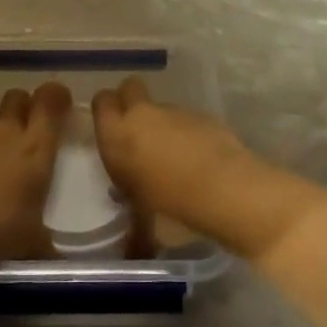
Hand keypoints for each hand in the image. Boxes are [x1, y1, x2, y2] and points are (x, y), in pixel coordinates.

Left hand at [0, 82, 68, 265]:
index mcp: (36, 147)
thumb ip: (45, 239)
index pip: (50, 100)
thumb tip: (53, 256)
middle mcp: (6, 131)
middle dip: (23, 106)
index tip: (58, 103)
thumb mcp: (32, 241)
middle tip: (24, 128)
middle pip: (17, 97)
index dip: (55, 95)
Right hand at [90, 77, 255, 227]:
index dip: (107, 110)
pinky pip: (186, 119)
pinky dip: (188, 132)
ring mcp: (174, 111)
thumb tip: (133, 239)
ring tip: (176, 155)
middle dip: (131, 101)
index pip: (102, 101)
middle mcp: (142, 116)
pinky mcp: (202, 114)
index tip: (112, 129)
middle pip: (130, 88)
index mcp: (118, 136)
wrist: (225, 190)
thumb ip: (134, 212)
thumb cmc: (173, 207)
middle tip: (139, 130)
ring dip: (163, 123)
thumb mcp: (143, 217)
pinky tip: (199, 158)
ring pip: (160, 106)